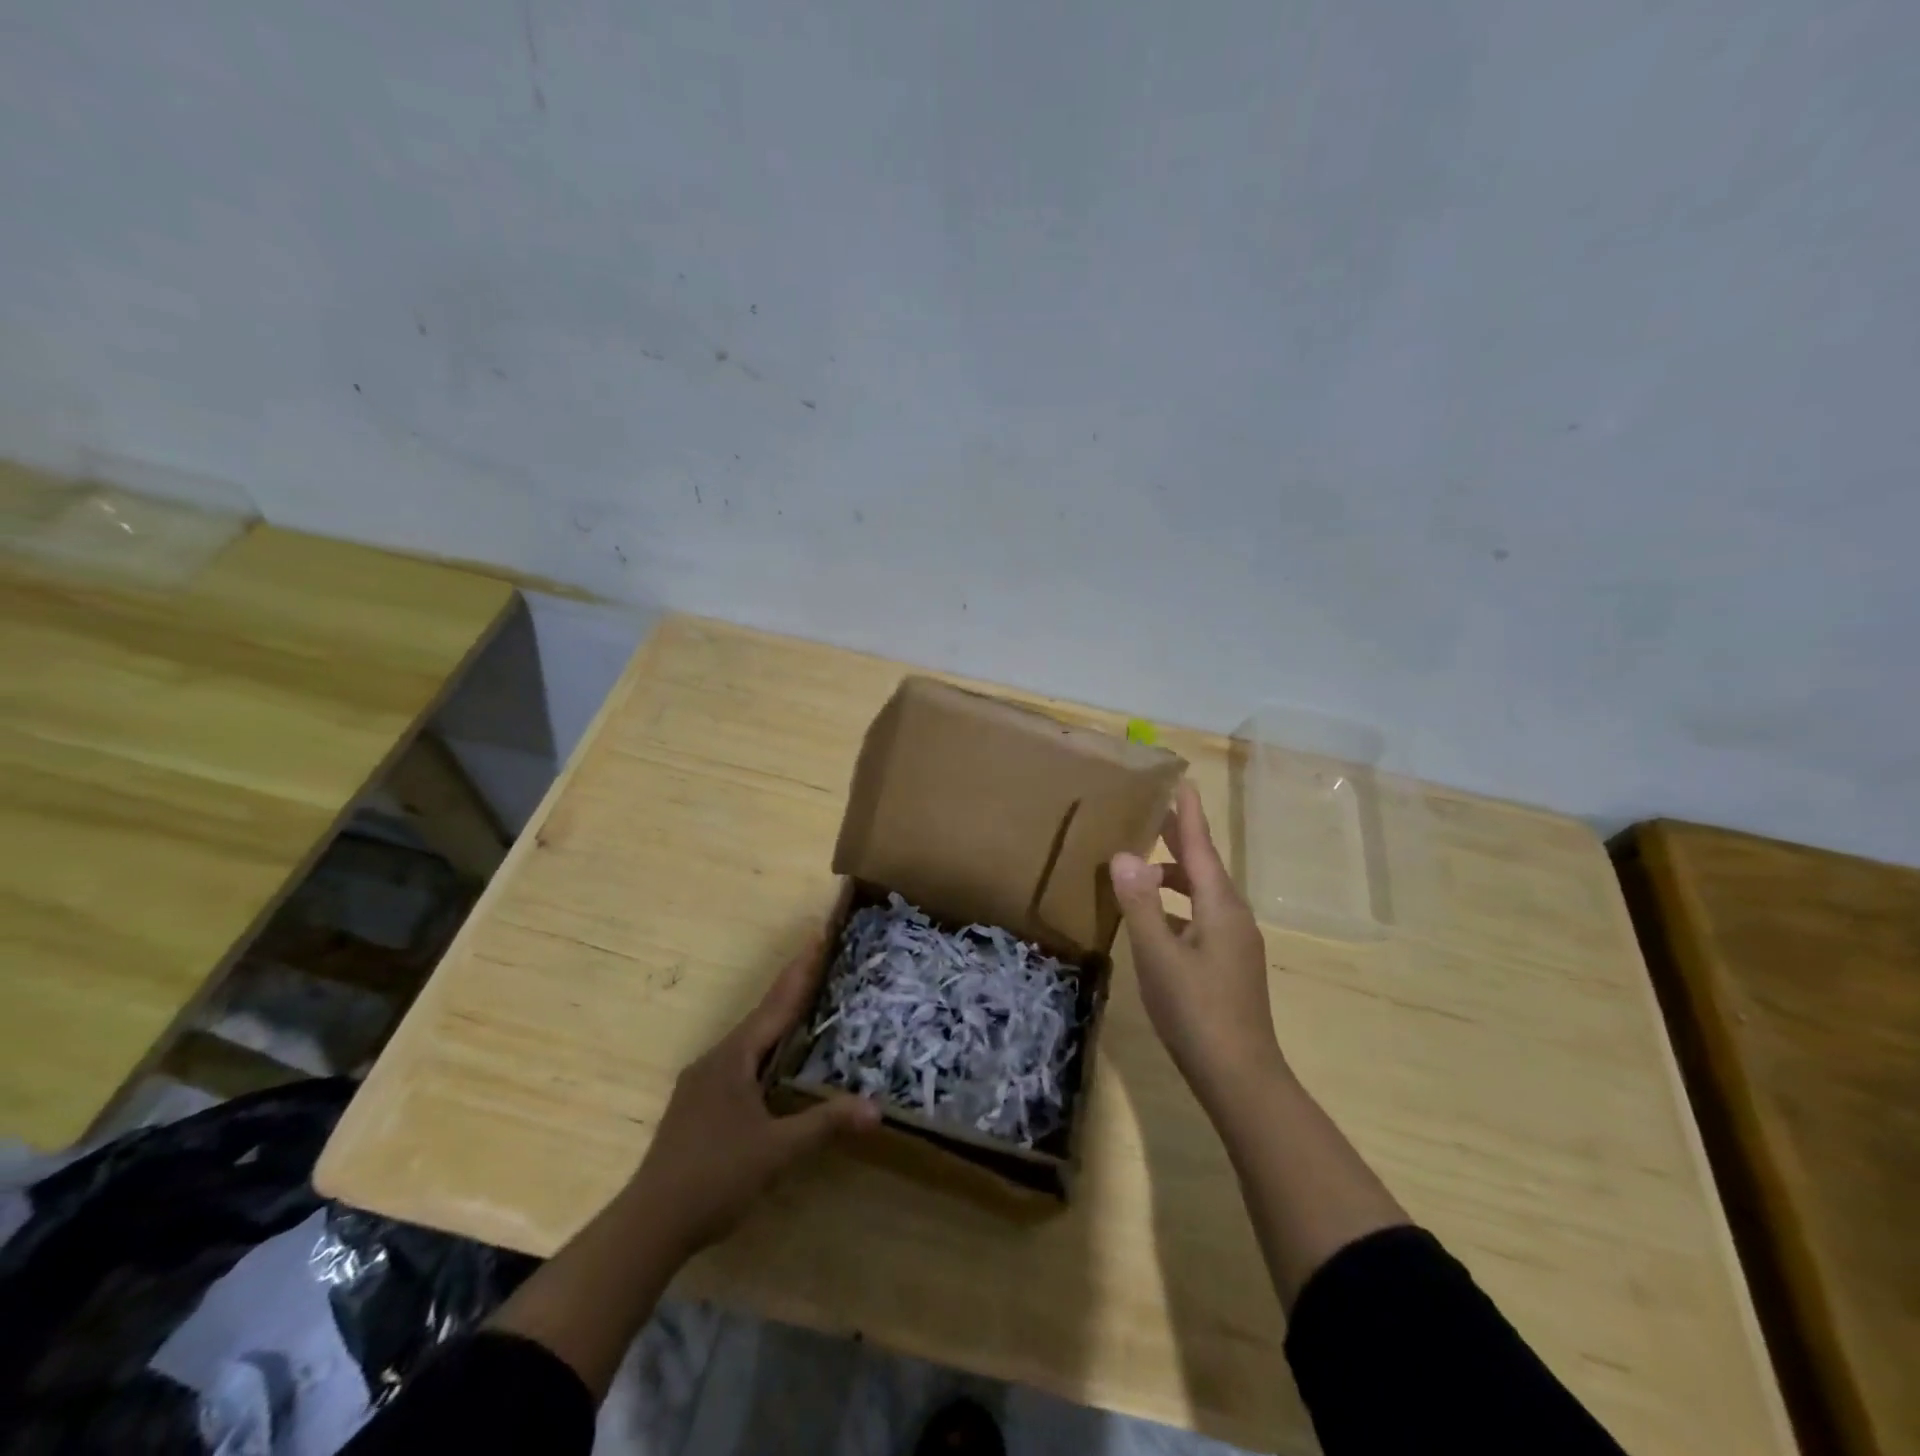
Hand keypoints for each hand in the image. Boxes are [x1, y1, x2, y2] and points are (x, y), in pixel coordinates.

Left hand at [629, 935, 879, 1258]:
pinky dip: (764, 1047)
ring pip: (749, 1039)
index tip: (818, 935)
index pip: (776, 1005)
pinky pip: (739, 1060)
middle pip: (762, 1015)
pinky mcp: (697, 1104)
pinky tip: (772, 1060)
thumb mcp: (777, 1151)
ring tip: (803, 1000)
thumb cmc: (715, 1177)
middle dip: (791, 986)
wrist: (649, 1223)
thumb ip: (825, 1124)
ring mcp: (702, 1082)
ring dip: (777, 1017)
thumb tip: (876, 1108)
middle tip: (819, 957)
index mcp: (734, 1058)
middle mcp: (716, 1059)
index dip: (801, 971)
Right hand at [1110, 779, 1286, 1111]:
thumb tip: (1124, 855)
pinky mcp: (1229, 964)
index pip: (1200, 847)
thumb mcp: (1159, 956)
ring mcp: (1234, 942)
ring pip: (1201, 894)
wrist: (1241, 1077)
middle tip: (1152, 813)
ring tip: (1141, 867)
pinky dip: (1177, 904)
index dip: (1188, 815)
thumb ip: (1140, 905)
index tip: (1182, 782)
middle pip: (1203, 866)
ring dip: (1174, 875)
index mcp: (1220, 907)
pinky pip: (1200, 916)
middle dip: (1179, 839)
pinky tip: (1154, 919)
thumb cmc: (1197, 1012)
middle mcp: (1233, 916)